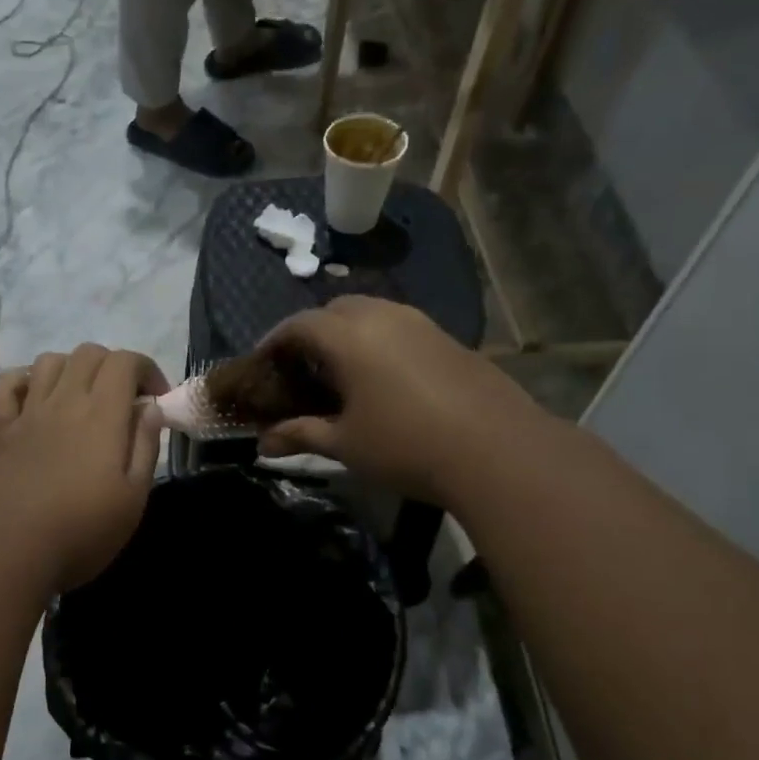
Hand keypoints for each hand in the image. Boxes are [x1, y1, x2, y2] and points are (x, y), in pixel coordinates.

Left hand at [0, 345, 167, 593]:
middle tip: (124, 401)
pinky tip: (34, 400)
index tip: (157, 400)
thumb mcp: (132, 498)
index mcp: (102, 415)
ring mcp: (27, 414)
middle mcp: (63, 401)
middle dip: (114, 366)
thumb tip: (151, 408)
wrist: (8, 552)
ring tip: (83, 399)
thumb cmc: (81, 531)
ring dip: (72, 369)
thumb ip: (144, 446)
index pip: (125, 361)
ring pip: (49, 361)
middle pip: (88, 353)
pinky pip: (5, 387)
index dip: (146, 369)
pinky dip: (22, 382)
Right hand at [256, 297, 549, 504]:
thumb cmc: (406, 445)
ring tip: (341, 372)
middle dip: (312, 332)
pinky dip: (379, 341)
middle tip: (302, 368)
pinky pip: (400, 327)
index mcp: (349, 336)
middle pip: (335, 308)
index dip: (274, 341)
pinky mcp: (449, 339)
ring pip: (372, 312)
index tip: (261, 364)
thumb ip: (301, 435)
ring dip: (348, 333)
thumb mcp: (345, 444)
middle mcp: (383, 316)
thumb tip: (262, 444)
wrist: (497, 450)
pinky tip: (384, 379)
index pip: (299, 324)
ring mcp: (421, 324)